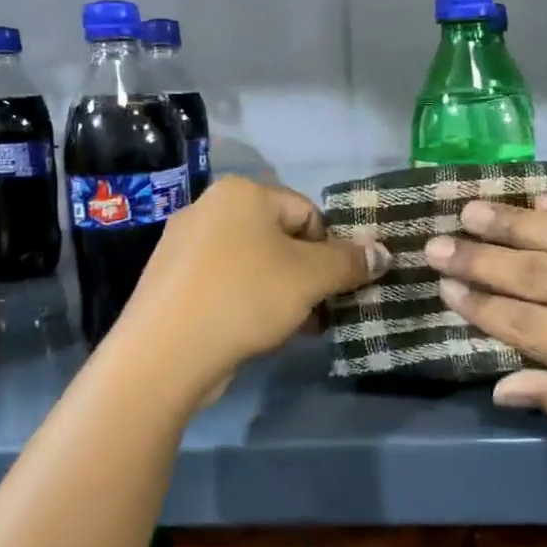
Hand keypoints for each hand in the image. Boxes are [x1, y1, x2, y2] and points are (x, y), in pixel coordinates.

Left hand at [113, 176, 388, 388]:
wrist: (164, 353)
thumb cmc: (245, 298)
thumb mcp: (310, 278)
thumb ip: (350, 262)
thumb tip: (383, 252)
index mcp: (242, 193)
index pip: (308, 212)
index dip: (331, 250)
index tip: (338, 288)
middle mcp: (209, 208)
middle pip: (280, 238)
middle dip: (307, 275)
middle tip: (322, 311)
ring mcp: (184, 245)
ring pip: (253, 264)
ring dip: (283, 292)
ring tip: (296, 328)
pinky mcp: (171, 281)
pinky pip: (225, 283)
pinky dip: (248, 302)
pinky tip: (259, 333)